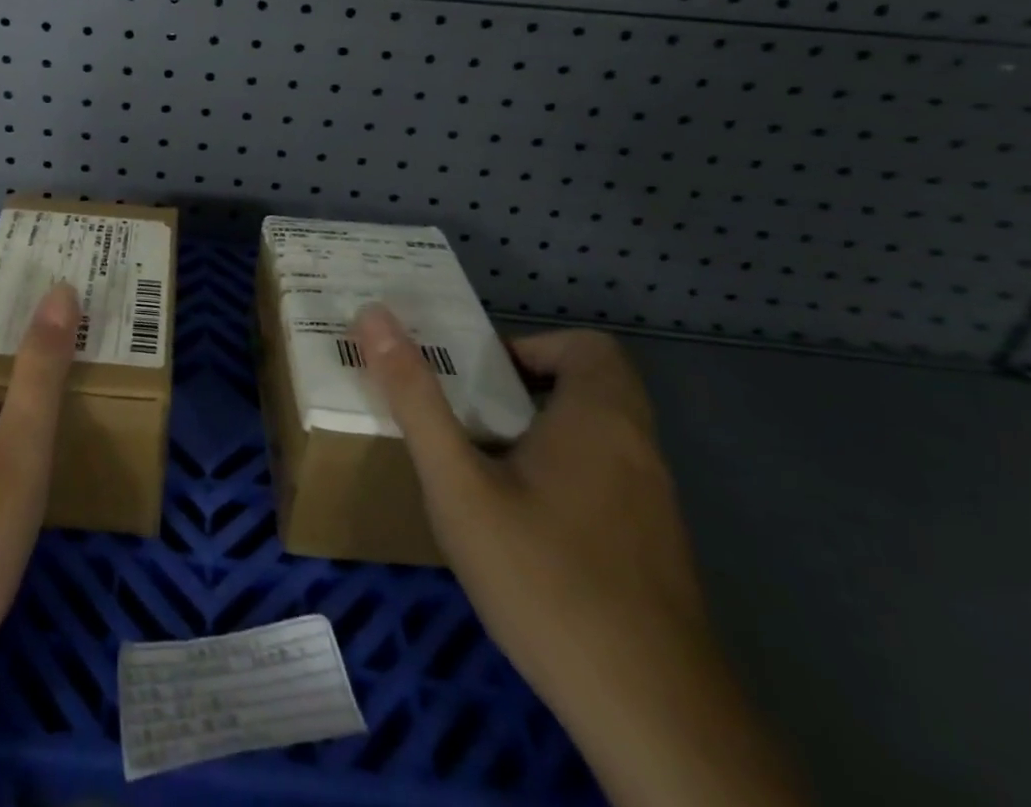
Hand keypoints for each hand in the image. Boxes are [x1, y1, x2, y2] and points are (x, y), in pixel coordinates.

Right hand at [351, 306, 805, 806]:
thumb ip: (415, 398)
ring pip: (599, 439)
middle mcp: (638, 450)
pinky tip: (521, 530)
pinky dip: (564, 479)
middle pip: (590, 388)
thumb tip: (374, 316)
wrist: (650, 714)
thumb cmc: (543, 577)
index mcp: (599, 418)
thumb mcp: (458, 483)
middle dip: (525, 390)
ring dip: (542, 435)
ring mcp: (654, 506)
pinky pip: (607, 483)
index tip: (481, 378)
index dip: (533, 347)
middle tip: (467, 416)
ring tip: (481, 469)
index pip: (588, 345)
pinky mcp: (655, 552)